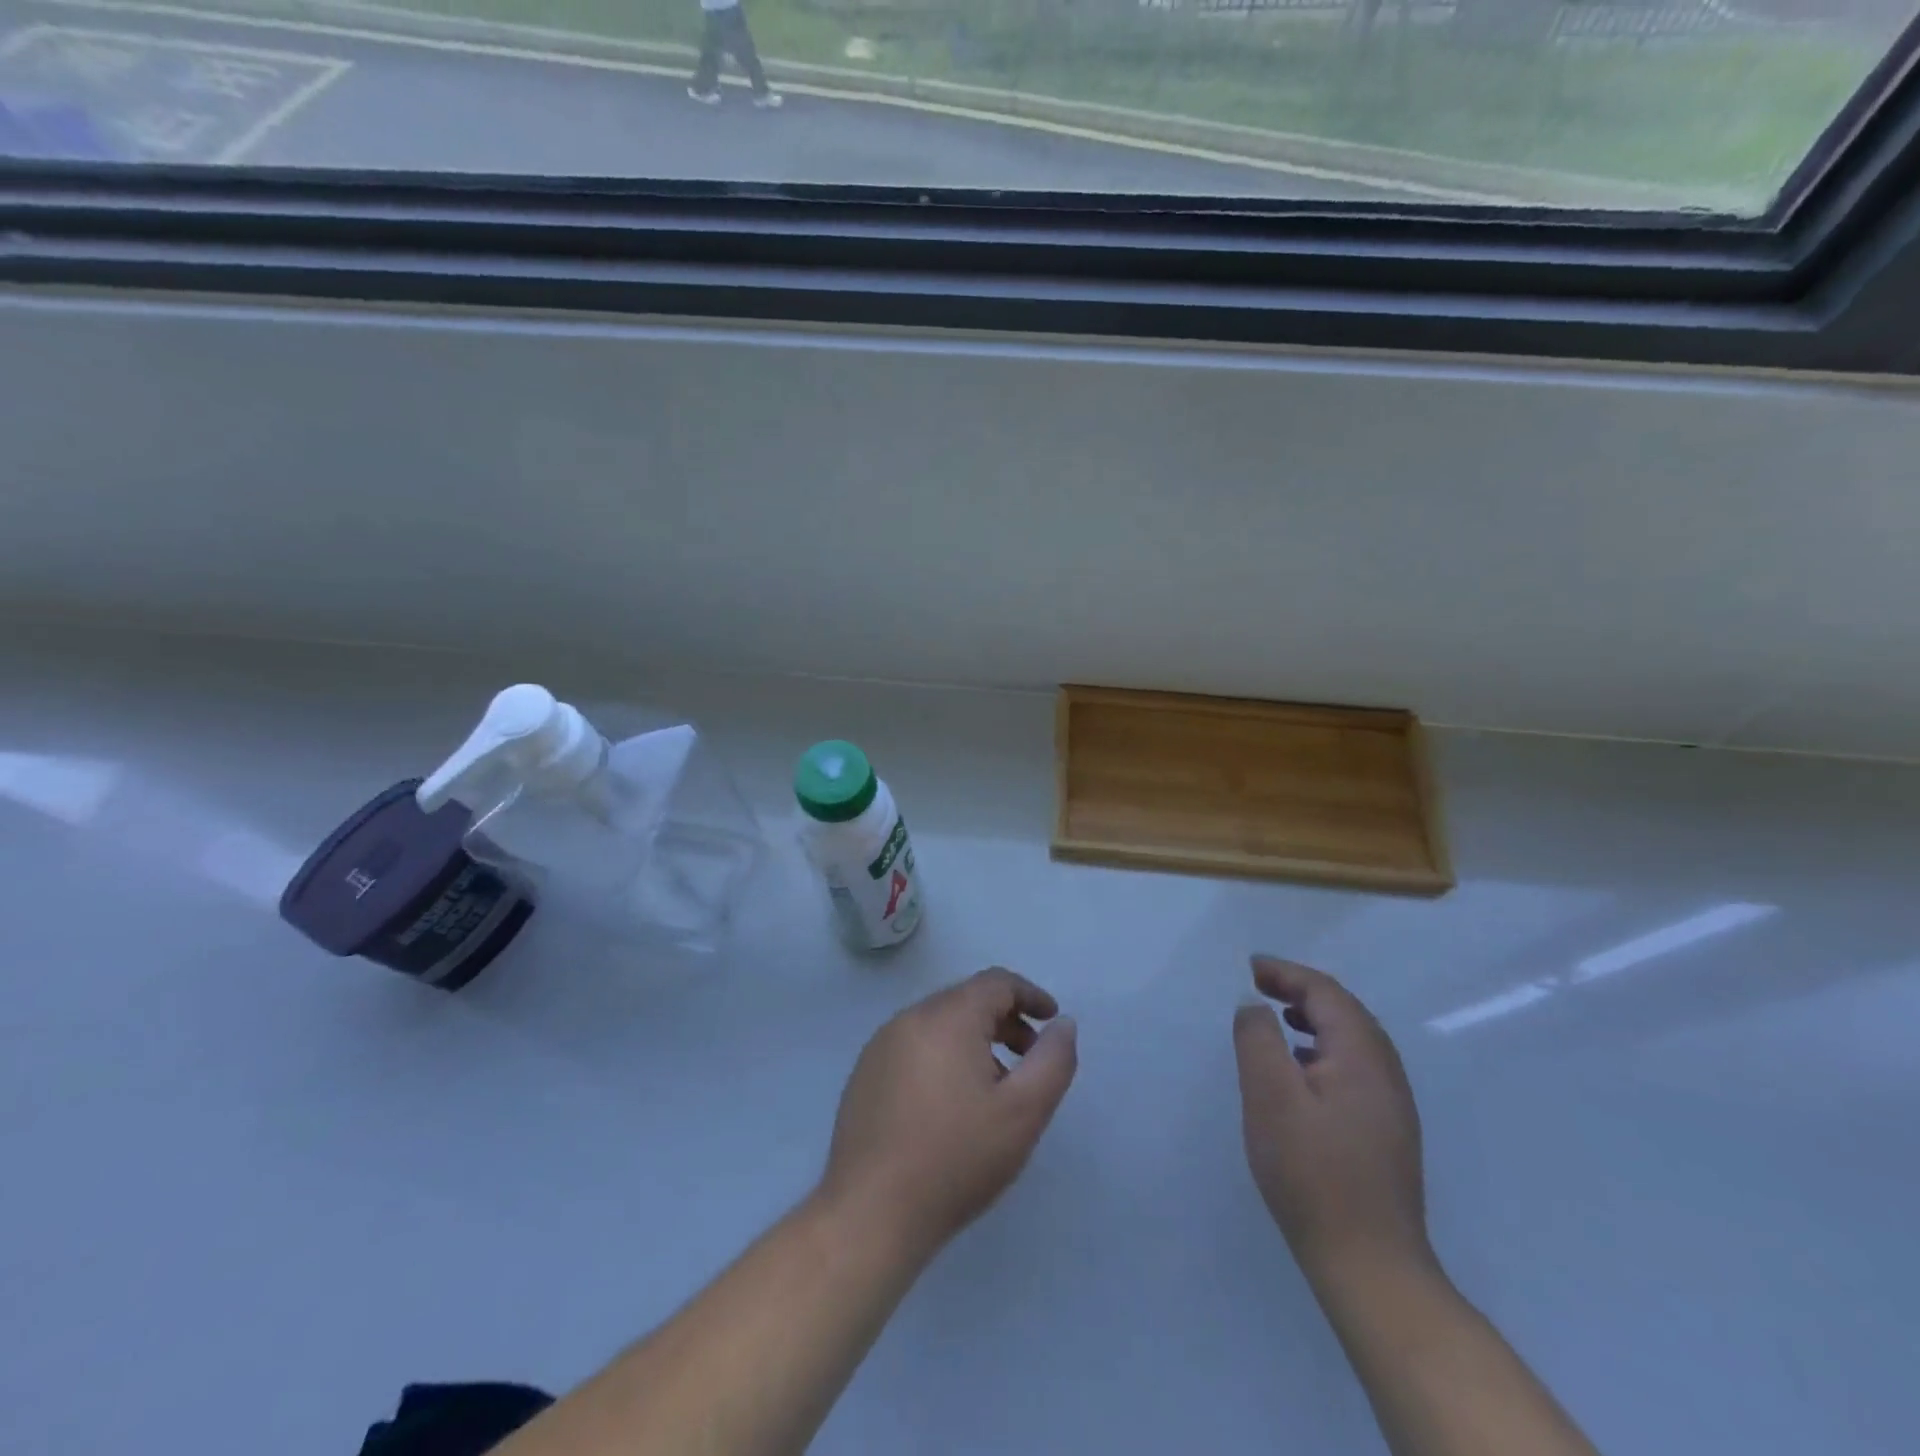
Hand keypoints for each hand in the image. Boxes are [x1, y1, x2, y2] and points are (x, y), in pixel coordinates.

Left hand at [820, 968, 1077, 1259]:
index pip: (996, 983)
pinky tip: (951, 1104)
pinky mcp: (865, 1073)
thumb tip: (1062, 1024)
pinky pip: (915, 1046)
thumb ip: (1053, 1061)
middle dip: (1004, 1019)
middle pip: (966, 999)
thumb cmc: (956, 1158)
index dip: (1029, 995)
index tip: (1051, 1020)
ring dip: (974, 1040)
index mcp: (948, 1017)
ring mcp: (881, 1045)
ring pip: (940, 1024)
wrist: (871, 1212)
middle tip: (1029, 1057)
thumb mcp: (1023, 1112)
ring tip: (994, 1087)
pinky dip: (943, 1056)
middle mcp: (910, 1018)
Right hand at [1233, 956, 1432, 1284]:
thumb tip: (1255, 1005)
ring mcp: (1391, 1105)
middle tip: (1260, 985)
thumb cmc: (1313, 1172)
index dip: (1287, 972)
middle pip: (1345, 1011)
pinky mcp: (1386, 1131)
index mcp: (1362, 1056)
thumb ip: (1258, 1039)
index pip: (1326, 993)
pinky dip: (1322, 1048)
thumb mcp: (1270, 1096)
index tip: (1250, 967)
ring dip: (1314, 1018)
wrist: (1370, 1265)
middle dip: (1301, 990)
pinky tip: (1299, 1071)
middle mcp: (1385, 1073)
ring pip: (1352, 1040)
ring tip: (1277, 1018)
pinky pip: (1353, 1066)